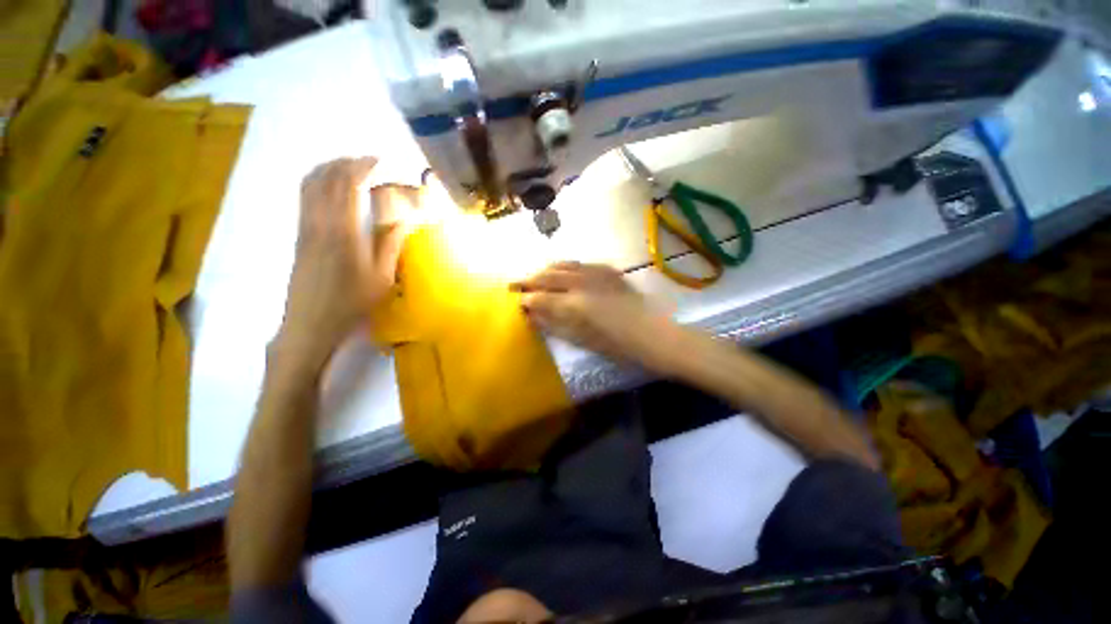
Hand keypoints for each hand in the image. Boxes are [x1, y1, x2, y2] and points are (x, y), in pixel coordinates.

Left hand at [276, 158, 411, 370]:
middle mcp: (318, 222)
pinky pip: (304, 197)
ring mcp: (304, 227)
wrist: (310, 324)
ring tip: (349, 168)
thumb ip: (391, 244)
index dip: (361, 166)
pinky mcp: (298, 236)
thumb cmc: (351, 303)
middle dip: (344, 162)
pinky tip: (331, 189)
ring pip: (309, 184)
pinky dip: (317, 183)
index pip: (346, 184)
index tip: (378, 160)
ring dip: (328, 169)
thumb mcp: (381, 277)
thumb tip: (405, 219)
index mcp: (342, 231)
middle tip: (366, 161)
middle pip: (324, 178)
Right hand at [512, 262, 682, 373]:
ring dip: (545, 271)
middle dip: (529, 280)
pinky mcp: (607, 269)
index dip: (524, 299)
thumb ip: (552, 324)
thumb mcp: (580, 339)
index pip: (538, 296)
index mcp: (573, 304)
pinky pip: (580, 264)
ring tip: (537, 278)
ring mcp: (595, 272)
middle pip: (546, 275)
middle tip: (517, 285)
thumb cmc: (615, 345)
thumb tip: (530, 315)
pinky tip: (564, 274)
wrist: (651, 334)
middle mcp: (580, 282)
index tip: (515, 301)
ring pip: (561, 264)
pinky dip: (566, 268)